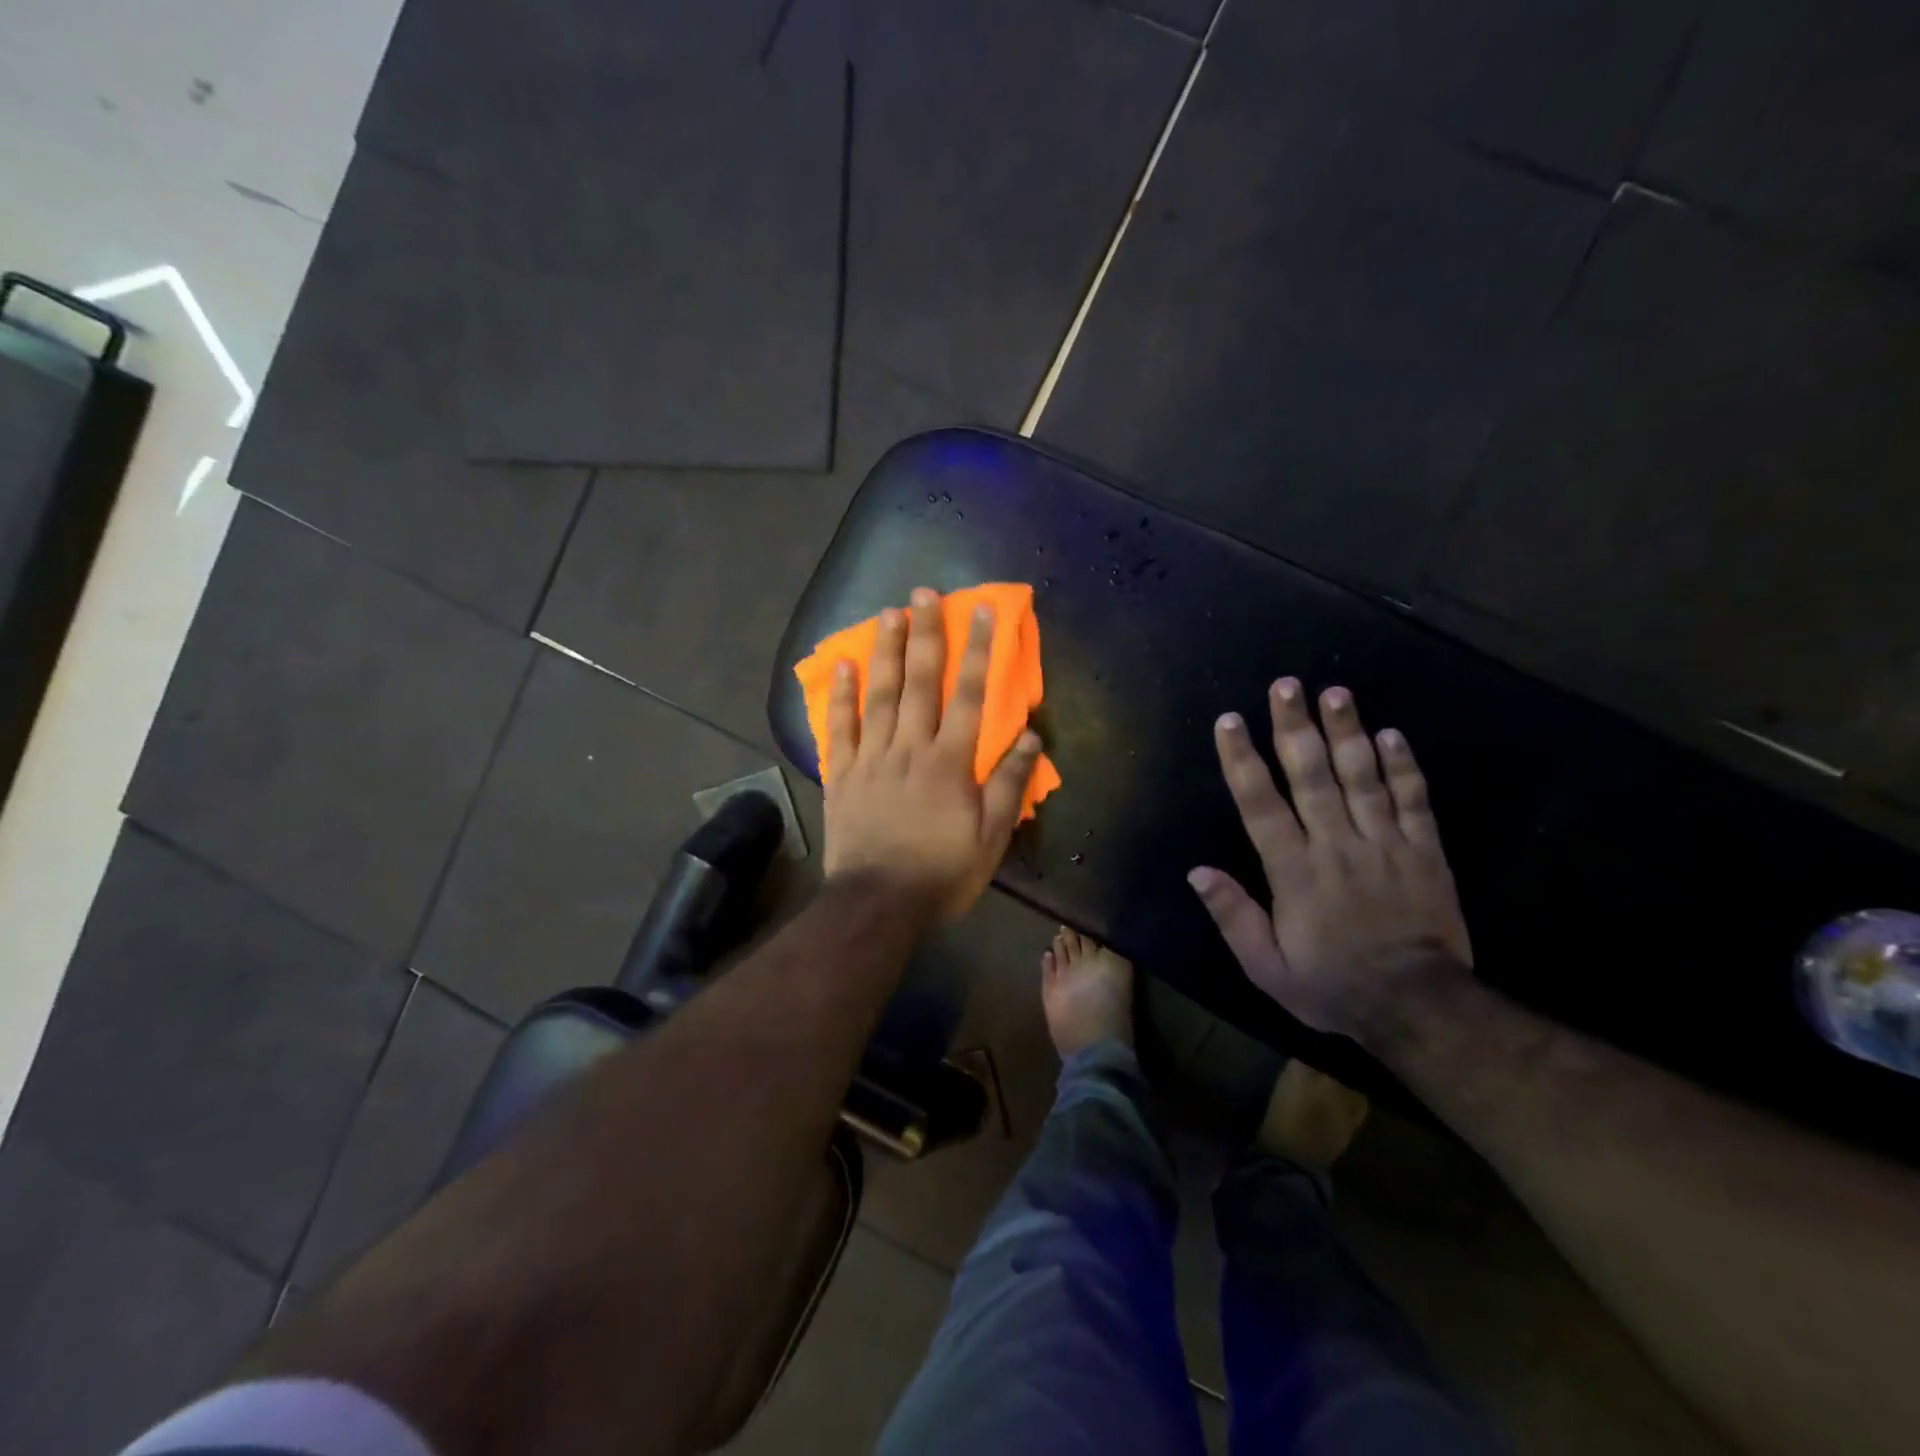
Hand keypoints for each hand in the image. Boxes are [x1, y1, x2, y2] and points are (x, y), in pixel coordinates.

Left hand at [823, 587, 1044, 925]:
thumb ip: (1009, 784)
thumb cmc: (941, 873)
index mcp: (950, 762)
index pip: (971, 696)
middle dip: (926, 634)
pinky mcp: (843, 774)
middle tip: (925, 591)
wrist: (877, 903)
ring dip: (886, 651)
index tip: (982, 612)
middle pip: (920, 682)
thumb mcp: (990, 838)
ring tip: (889, 611)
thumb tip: (1031, 736)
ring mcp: (872, 758)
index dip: (980, 651)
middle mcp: (910, 748)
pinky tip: (845, 664)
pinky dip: (842, 695)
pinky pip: (841, 727)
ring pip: (880, 694)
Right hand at [1189, 678, 1471, 1040]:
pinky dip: (1404, 767)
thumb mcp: (1267, 967)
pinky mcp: (1425, 852)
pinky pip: (1415, 802)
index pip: (1261, 805)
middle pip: (1313, 777)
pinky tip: (1392, 734)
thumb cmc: (1333, 985)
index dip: (1243, 761)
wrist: (1420, 1007)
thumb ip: (1233, 916)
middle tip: (1286, 686)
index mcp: (1295, 872)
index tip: (1230, 721)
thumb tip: (1197, 872)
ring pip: (1364, 778)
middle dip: (1296, 728)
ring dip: (1348, 732)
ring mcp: (1386, 845)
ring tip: (1336, 693)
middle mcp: (1337, 846)